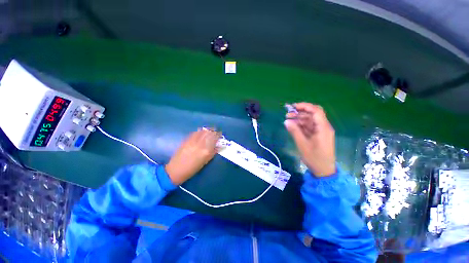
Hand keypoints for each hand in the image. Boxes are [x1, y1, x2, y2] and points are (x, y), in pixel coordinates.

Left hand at [165, 129, 220, 184]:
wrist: (176, 169)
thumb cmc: (193, 168)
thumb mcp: (206, 161)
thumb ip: (213, 152)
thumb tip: (220, 146)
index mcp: (206, 151)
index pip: (215, 138)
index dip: (218, 134)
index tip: (220, 134)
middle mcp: (200, 144)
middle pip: (209, 132)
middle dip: (214, 131)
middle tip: (215, 132)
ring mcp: (193, 140)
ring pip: (202, 131)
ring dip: (207, 130)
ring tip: (209, 132)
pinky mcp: (186, 139)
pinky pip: (195, 132)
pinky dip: (200, 131)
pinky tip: (201, 133)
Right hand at [284, 103, 335, 176]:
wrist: (324, 170)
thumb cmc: (314, 158)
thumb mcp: (302, 144)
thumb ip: (294, 131)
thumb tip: (286, 121)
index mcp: (323, 128)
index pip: (316, 111)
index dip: (304, 106)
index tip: (293, 107)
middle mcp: (323, 127)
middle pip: (312, 115)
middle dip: (299, 113)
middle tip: (287, 114)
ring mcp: (321, 131)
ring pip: (310, 121)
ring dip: (299, 119)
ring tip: (287, 120)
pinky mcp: (318, 135)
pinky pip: (309, 127)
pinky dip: (301, 125)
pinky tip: (293, 126)